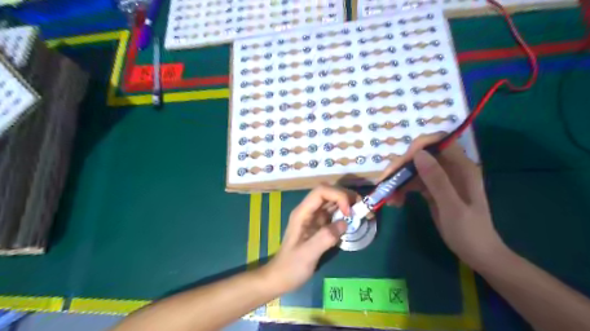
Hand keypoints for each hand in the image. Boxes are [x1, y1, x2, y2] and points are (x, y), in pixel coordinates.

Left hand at [265, 185, 356, 292]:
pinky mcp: (319, 226)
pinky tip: (353, 222)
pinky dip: (345, 215)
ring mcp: (314, 218)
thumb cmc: (291, 267)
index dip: (338, 196)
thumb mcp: (307, 254)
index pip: (321, 191)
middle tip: (362, 209)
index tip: (349, 212)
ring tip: (363, 213)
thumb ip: (325, 237)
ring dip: (348, 204)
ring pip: (333, 202)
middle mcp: (309, 211)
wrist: (280, 278)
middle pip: (328, 193)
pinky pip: (334, 214)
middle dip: (346, 197)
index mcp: (302, 213)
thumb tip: (345, 223)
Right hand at [386, 135, 504, 270]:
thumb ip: (436, 180)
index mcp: (461, 168)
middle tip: (386, 181)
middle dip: (402, 167)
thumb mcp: (451, 207)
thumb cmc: (469, 232)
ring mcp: (441, 179)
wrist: (477, 254)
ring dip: (399, 181)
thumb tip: (418, 154)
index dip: (418, 146)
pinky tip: (396, 202)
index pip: (438, 143)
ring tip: (389, 198)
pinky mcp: (433, 190)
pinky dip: (403, 190)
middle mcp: (450, 169)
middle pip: (422, 156)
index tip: (401, 162)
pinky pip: (414, 183)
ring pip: (415, 170)